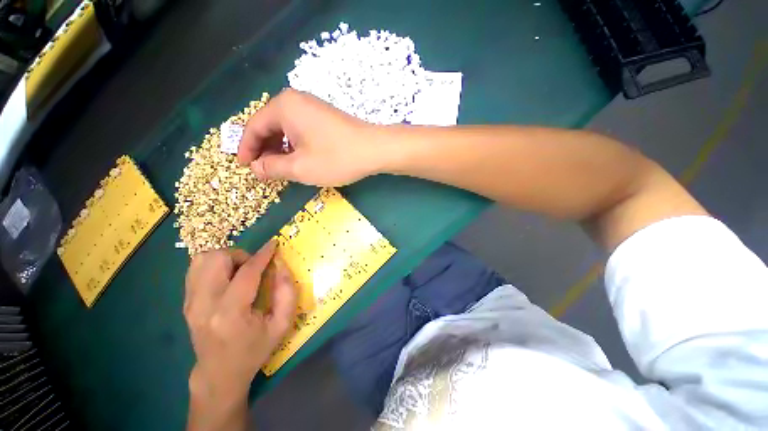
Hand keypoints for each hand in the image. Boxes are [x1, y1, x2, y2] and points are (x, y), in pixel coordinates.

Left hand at [184, 241, 296, 425]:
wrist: (218, 373)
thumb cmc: (255, 349)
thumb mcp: (282, 324)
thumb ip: (287, 292)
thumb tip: (280, 264)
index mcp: (230, 314)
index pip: (246, 272)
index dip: (263, 254)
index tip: (274, 244)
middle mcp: (204, 305)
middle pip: (216, 259)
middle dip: (240, 255)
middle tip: (253, 267)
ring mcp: (190, 303)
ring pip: (202, 259)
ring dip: (226, 258)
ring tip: (239, 271)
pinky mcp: (185, 302)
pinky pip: (196, 268)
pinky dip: (214, 264)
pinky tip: (226, 276)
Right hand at [238, 88, 381, 185]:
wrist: (375, 150)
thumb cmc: (336, 158)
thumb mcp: (300, 168)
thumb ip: (273, 168)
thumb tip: (256, 168)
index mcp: (283, 107)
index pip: (254, 127)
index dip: (247, 149)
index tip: (244, 168)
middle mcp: (296, 101)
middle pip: (269, 126)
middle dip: (264, 150)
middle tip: (263, 171)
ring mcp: (312, 108)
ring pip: (286, 129)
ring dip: (279, 149)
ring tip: (280, 169)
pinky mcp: (324, 117)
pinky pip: (300, 130)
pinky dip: (295, 145)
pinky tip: (298, 159)